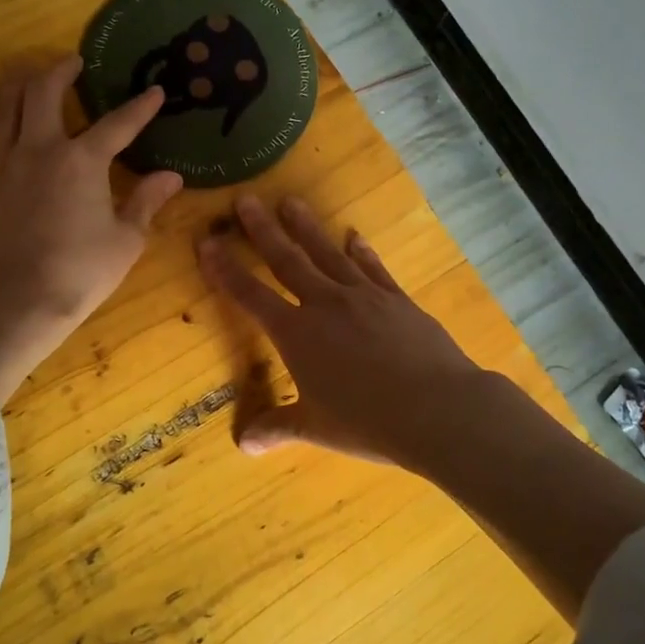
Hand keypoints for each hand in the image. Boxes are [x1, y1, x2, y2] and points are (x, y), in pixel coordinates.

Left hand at [0, 57, 181, 402]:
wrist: (20, 304)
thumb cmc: (81, 272)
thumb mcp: (126, 240)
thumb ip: (146, 202)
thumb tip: (171, 177)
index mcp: (82, 161)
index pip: (117, 124)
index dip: (140, 108)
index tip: (155, 92)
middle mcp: (39, 152)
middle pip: (41, 96)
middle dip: (57, 72)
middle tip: (71, 63)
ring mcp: (2, 171)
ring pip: (1, 116)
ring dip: (11, 90)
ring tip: (21, 77)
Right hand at [198, 194, 493, 467]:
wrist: (438, 409)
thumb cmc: (367, 422)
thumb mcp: (315, 429)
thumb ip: (277, 427)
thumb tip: (242, 444)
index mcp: (297, 334)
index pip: (250, 296)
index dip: (225, 270)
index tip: (207, 241)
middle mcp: (325, 305)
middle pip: (287, 260)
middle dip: (263, 230)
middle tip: (246, 199)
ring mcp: (364, 296)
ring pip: (327, 254)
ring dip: (306, 227)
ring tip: (290, 201)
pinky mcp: (397, 299)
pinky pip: (372, 268)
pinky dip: (361, 251)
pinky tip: (354, 236)